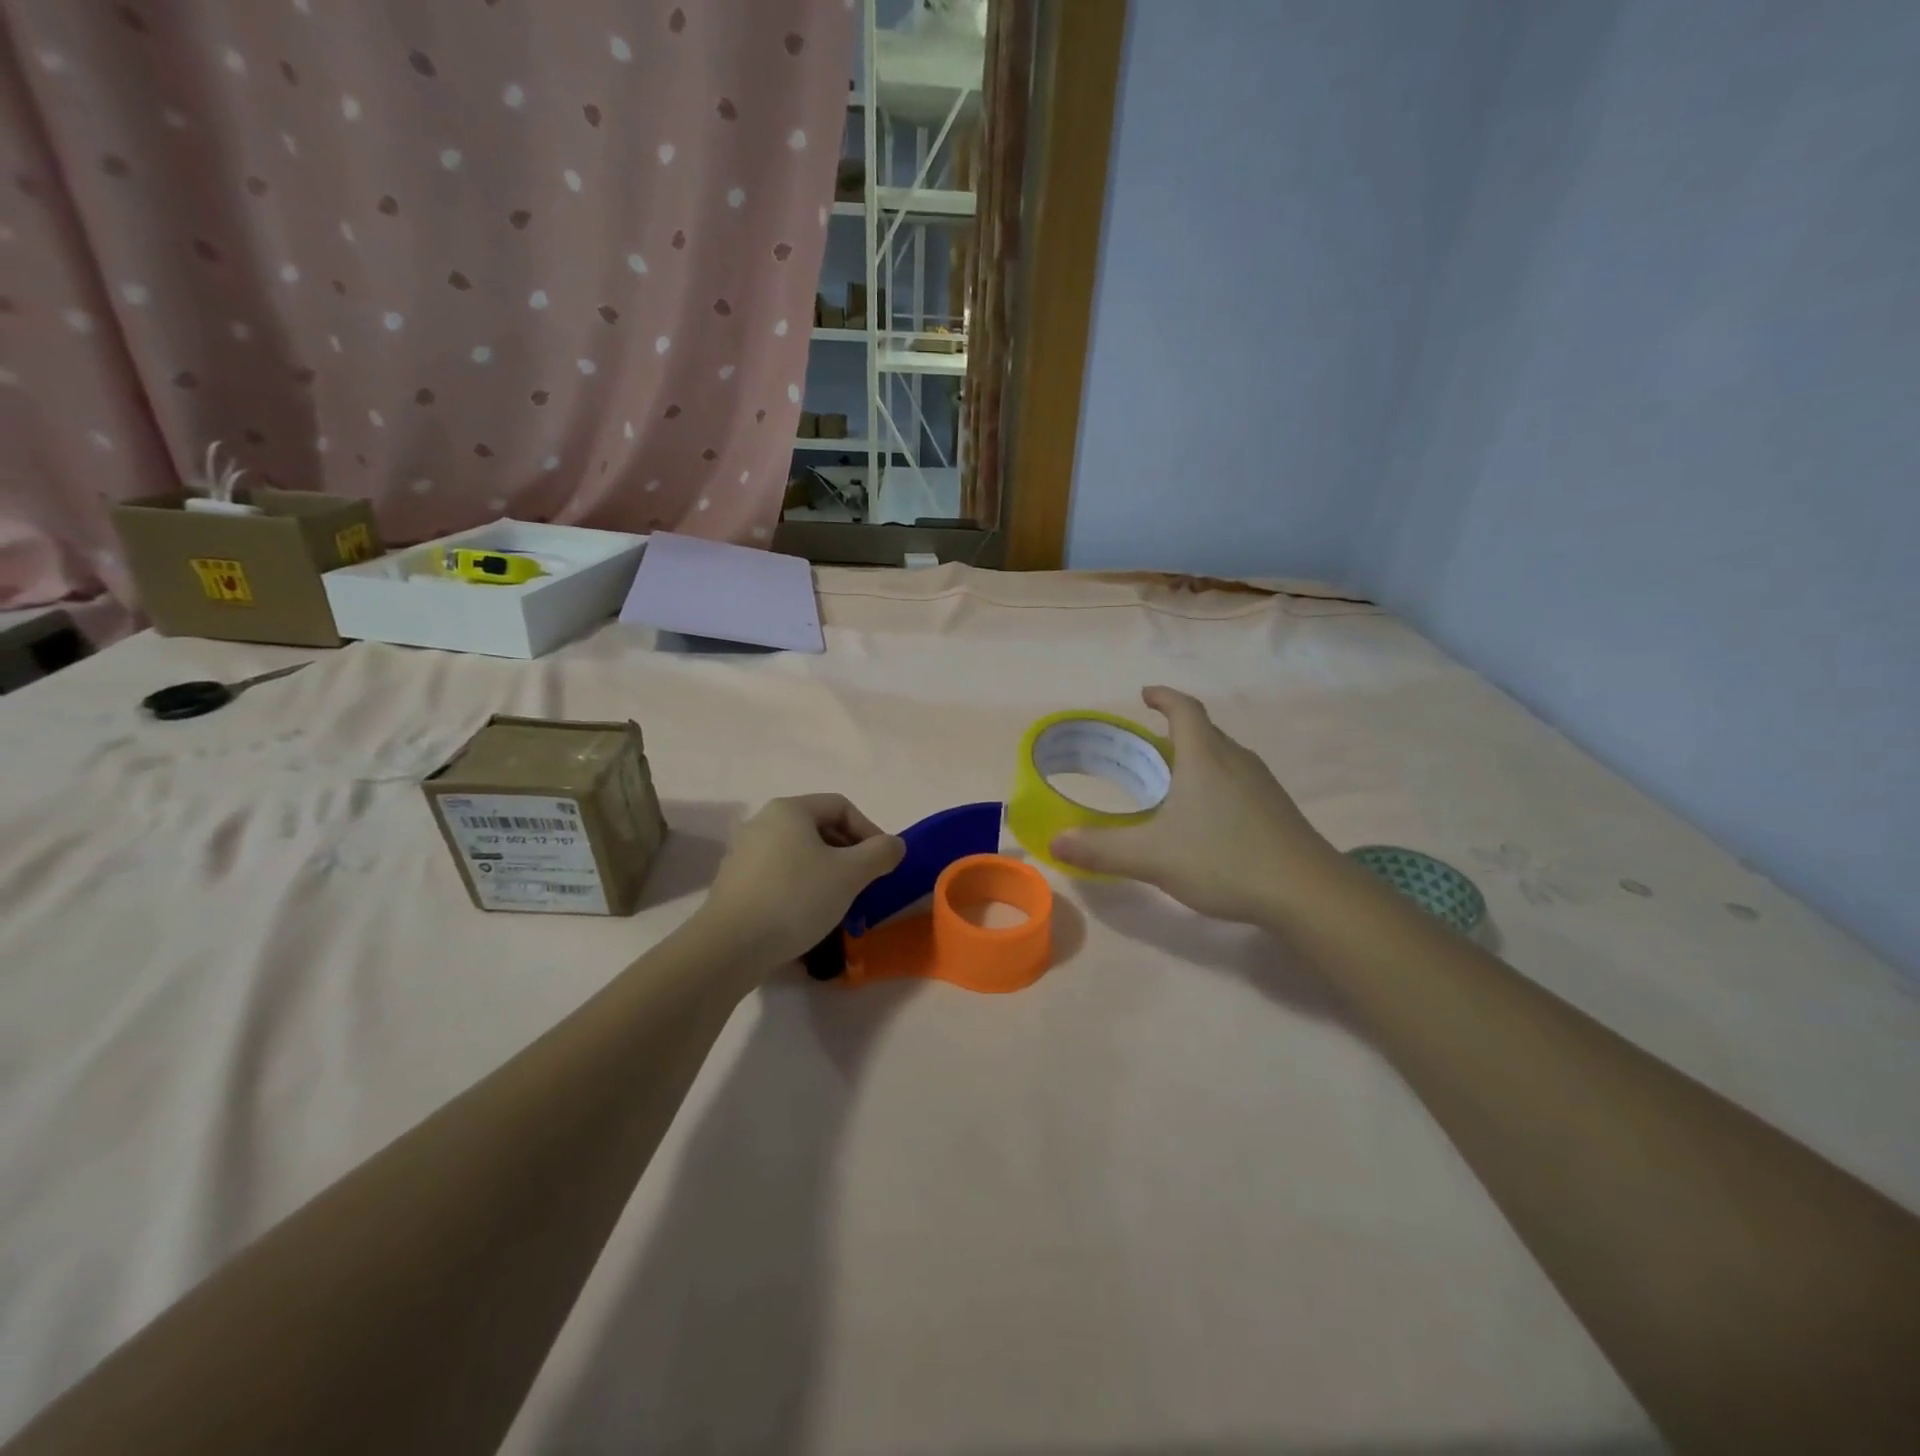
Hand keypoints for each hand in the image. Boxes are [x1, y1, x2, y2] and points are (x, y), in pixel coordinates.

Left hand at [698, 795, 904, 967]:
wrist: (729, 946)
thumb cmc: (795, 899)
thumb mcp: (850, 874)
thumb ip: (880, 853)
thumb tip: (894, 845)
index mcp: (790, 810)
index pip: (842, 806)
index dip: (870, 831)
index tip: (883, 863)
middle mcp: (762, 822)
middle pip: (819, 829)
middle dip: (849, 855)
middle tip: (865, 884)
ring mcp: (743, 853)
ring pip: (799, 855)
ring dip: (826, 874)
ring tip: (840, 904)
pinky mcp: (734, 884)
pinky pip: (778, 877)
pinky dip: (800, 889)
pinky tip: (808, 917)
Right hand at [1050, 687, 1337, 925]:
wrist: (1306, 892)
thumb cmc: (1223, 859)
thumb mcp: (1152, 856)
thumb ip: (1101, 849)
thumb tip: (1054, 841)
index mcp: (1205, 757)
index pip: (1184, 710)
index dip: (1164, 697)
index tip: (1145, 694)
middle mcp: (1236, 760)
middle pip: (1204, 732)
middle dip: (1175, 731)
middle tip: (1146, 748)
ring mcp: (1262, 785)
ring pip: (1223, 758)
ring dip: (1197, 758)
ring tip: (1172, 780)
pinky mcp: (1277, 810)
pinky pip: (1238, 781)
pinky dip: (1215, 783)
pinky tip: (1206, 817)